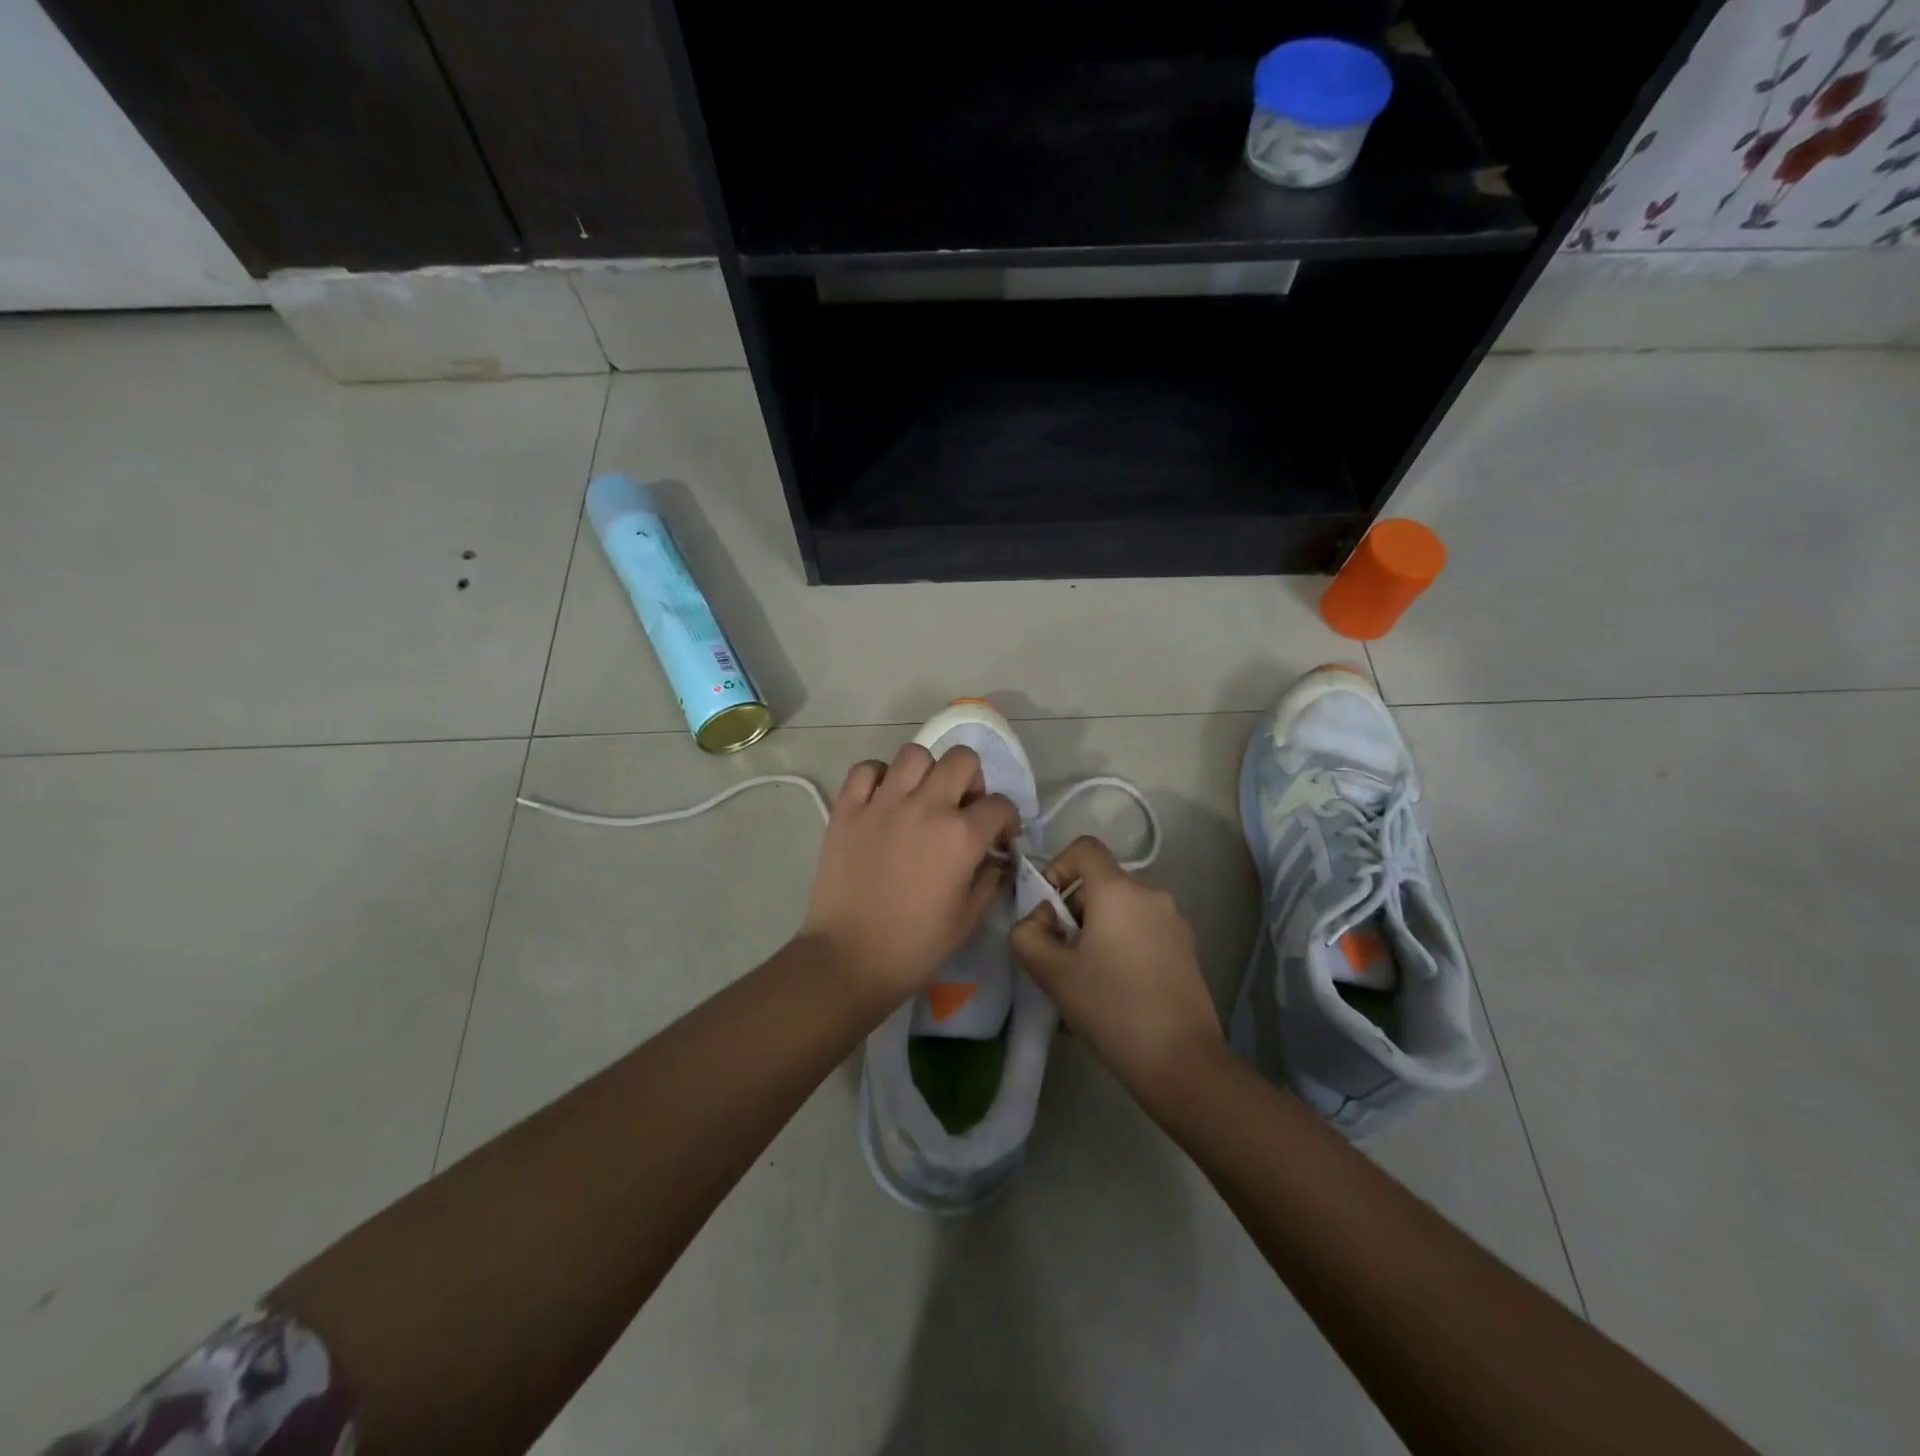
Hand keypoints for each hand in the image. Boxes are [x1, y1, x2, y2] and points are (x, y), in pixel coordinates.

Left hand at [801, 743, 1019, 1005]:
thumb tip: (996, 856)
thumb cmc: (915, 946)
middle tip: (962, 808)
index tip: (998, 838)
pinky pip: (866, 769)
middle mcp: (925, 806)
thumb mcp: (969, 918)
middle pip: (962, 760)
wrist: (849, 958)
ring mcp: (883, 803)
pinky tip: (883, 800)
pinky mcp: (848, 808)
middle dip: (972, 781)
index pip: (1000, 805)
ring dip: (927, 772)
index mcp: (961, 836)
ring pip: (915, 753)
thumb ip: (990, 879)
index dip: (1006, 821)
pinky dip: (878, 777)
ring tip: (921, 798)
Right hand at [1010, 836, 1223, 1109]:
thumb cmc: (1112, 1009)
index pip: (1084, 848)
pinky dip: (1121, 945)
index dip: (1057, 867)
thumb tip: (1036, 922)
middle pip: (1101, 883)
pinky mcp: (1187, 948)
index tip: (1047, 909)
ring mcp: (1174, 921)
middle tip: (1059, 955)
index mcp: (1119, 891)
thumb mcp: (1052, 973)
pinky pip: (1142, 931)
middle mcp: (1151, 894)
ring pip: (1121, 910)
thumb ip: (1027, 936)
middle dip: (1073, 910)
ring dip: (1096, 931)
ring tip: (1085, 979)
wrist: (1182, 1062)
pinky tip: (1114, 991)